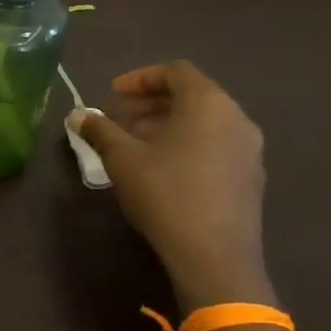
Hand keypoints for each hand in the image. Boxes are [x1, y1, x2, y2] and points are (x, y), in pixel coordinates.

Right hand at [73, 62, 270, 310]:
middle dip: (153, 102)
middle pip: (193, 95)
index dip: (140, 78)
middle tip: (122, 117)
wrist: (215, 259)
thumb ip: (100, 130)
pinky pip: (217, 144)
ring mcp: (249, 150)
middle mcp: (236, 119)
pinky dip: (189, 143)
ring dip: (169, 123)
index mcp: (208, 104)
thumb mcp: (122, 159)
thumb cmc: (166, 194)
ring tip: (138, 143)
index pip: (175, 72)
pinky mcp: (251, 178)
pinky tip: (163, 168)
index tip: (113, 94)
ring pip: (205, 121)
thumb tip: (78, 115)